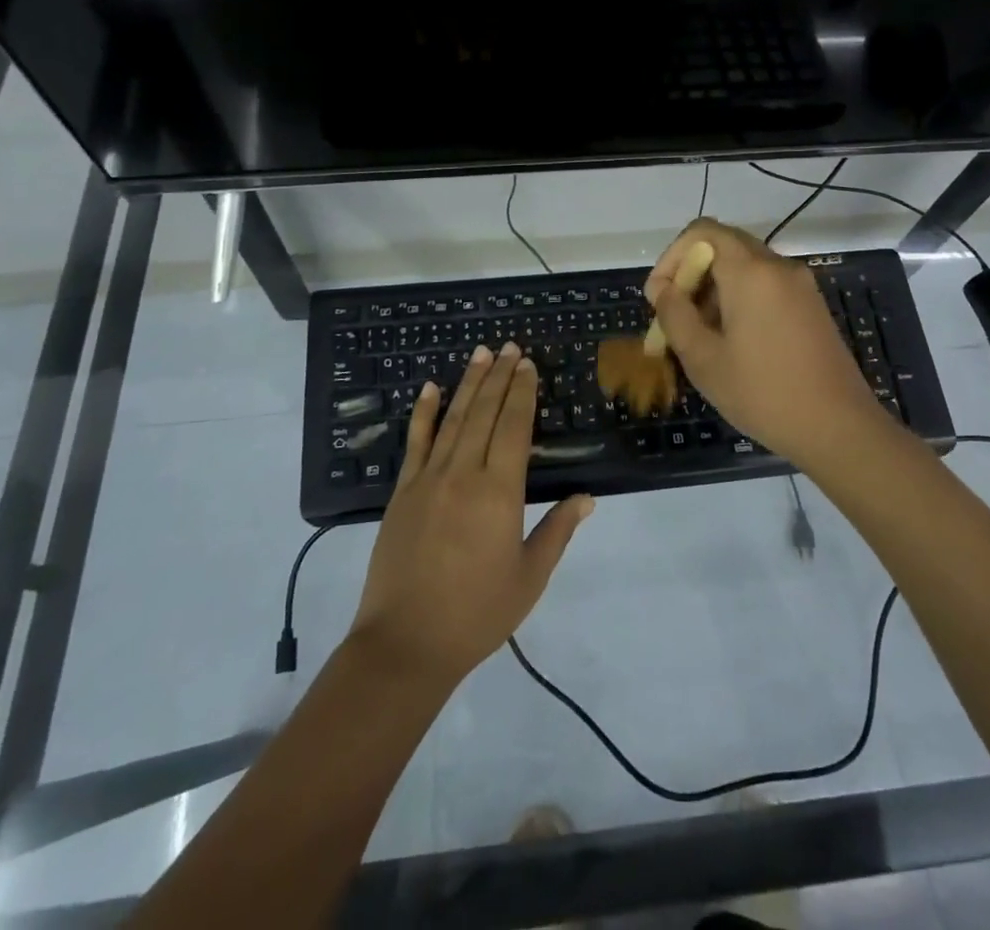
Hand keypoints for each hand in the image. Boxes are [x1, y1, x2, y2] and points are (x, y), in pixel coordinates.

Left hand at [350, 342, 593, 689]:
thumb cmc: (477, 614)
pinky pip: (415, 443)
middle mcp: (463, 474)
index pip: (513, 427)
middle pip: (484, 413)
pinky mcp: (402, 492)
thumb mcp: (529, 577)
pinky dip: (423, 413)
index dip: (522, 393)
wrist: (405, 643)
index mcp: (499, 492)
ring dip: (468, 384)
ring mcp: (428, 480)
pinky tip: (430, 388)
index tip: (528, 365)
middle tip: (509, 347)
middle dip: (499, 378)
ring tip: (481, 354)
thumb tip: (587, 497)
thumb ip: (557, 531)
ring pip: (452, 419)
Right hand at [646, 219, 894, 466]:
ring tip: (700, 335)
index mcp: (751, 272)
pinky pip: (766, 285)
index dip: (672, 256)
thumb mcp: (703, 359)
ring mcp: (800, 285)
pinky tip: (733, 341)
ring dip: (714, 288)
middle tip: (676, 316)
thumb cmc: (763, 393)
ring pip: (745, 267)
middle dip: (692, 274)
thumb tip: (662, 289)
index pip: (702, 232)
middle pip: (724, 245)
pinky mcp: (811, 305)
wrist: (839, 429)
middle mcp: (778, 266)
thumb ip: (675, 315)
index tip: (660, 297)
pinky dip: (740, 298)